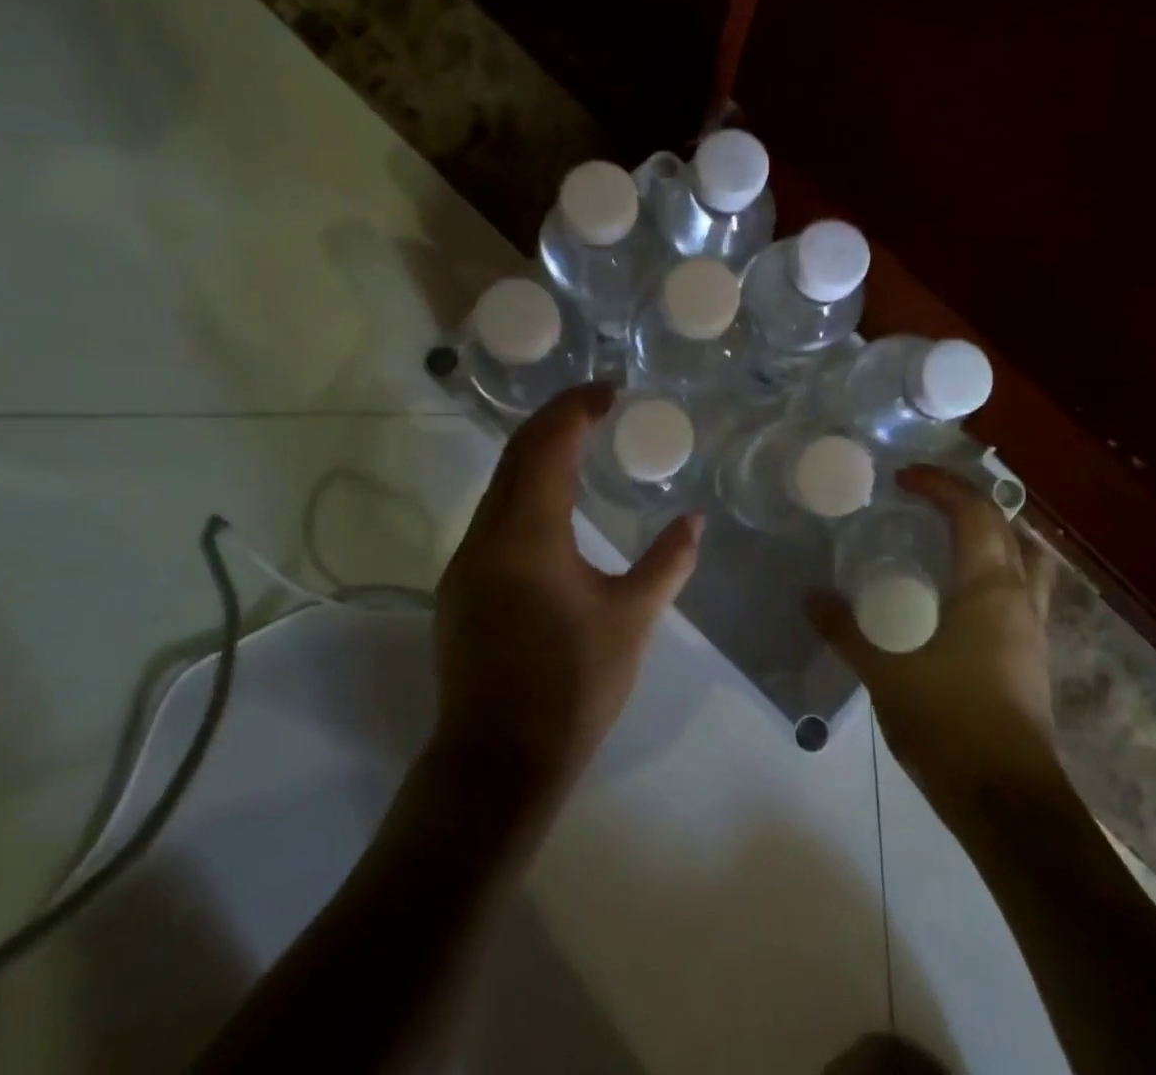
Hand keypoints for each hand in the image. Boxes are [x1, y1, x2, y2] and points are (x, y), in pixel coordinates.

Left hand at [431, 383, 702, 797]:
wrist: (497, 763)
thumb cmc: (572, 687)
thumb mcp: (632, 620)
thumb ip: (667, 563)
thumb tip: (695, 521)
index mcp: (527, 533)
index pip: (547, 445)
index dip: (575, 408)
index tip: (608, 392)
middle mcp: (486, 535)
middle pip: (516, 454)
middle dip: (554, 420)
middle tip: (596, 406)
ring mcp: (466, 561)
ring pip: (499, 484)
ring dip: (536, 453)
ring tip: (579, 443)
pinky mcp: (461, 586)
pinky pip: (493, 514)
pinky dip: (524, 489)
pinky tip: (553, 506)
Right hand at [808, 465, 1061, 798]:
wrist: (1008, 804)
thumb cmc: (948, 724)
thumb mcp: (884, 672)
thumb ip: (844, 630)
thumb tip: (809, 597)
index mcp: (990, 588)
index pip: (974, 512)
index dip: (941, 484)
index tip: (904, 476)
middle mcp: (1020, 599)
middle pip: (1008, 527)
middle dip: (968, 501)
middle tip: (925, 499)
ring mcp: (1033, 630)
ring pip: (1027, 560)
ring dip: (994, 535)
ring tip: (951, 535)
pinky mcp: (1032, 658)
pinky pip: (1021, 591)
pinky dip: (996, 571)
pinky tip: (960, 594)